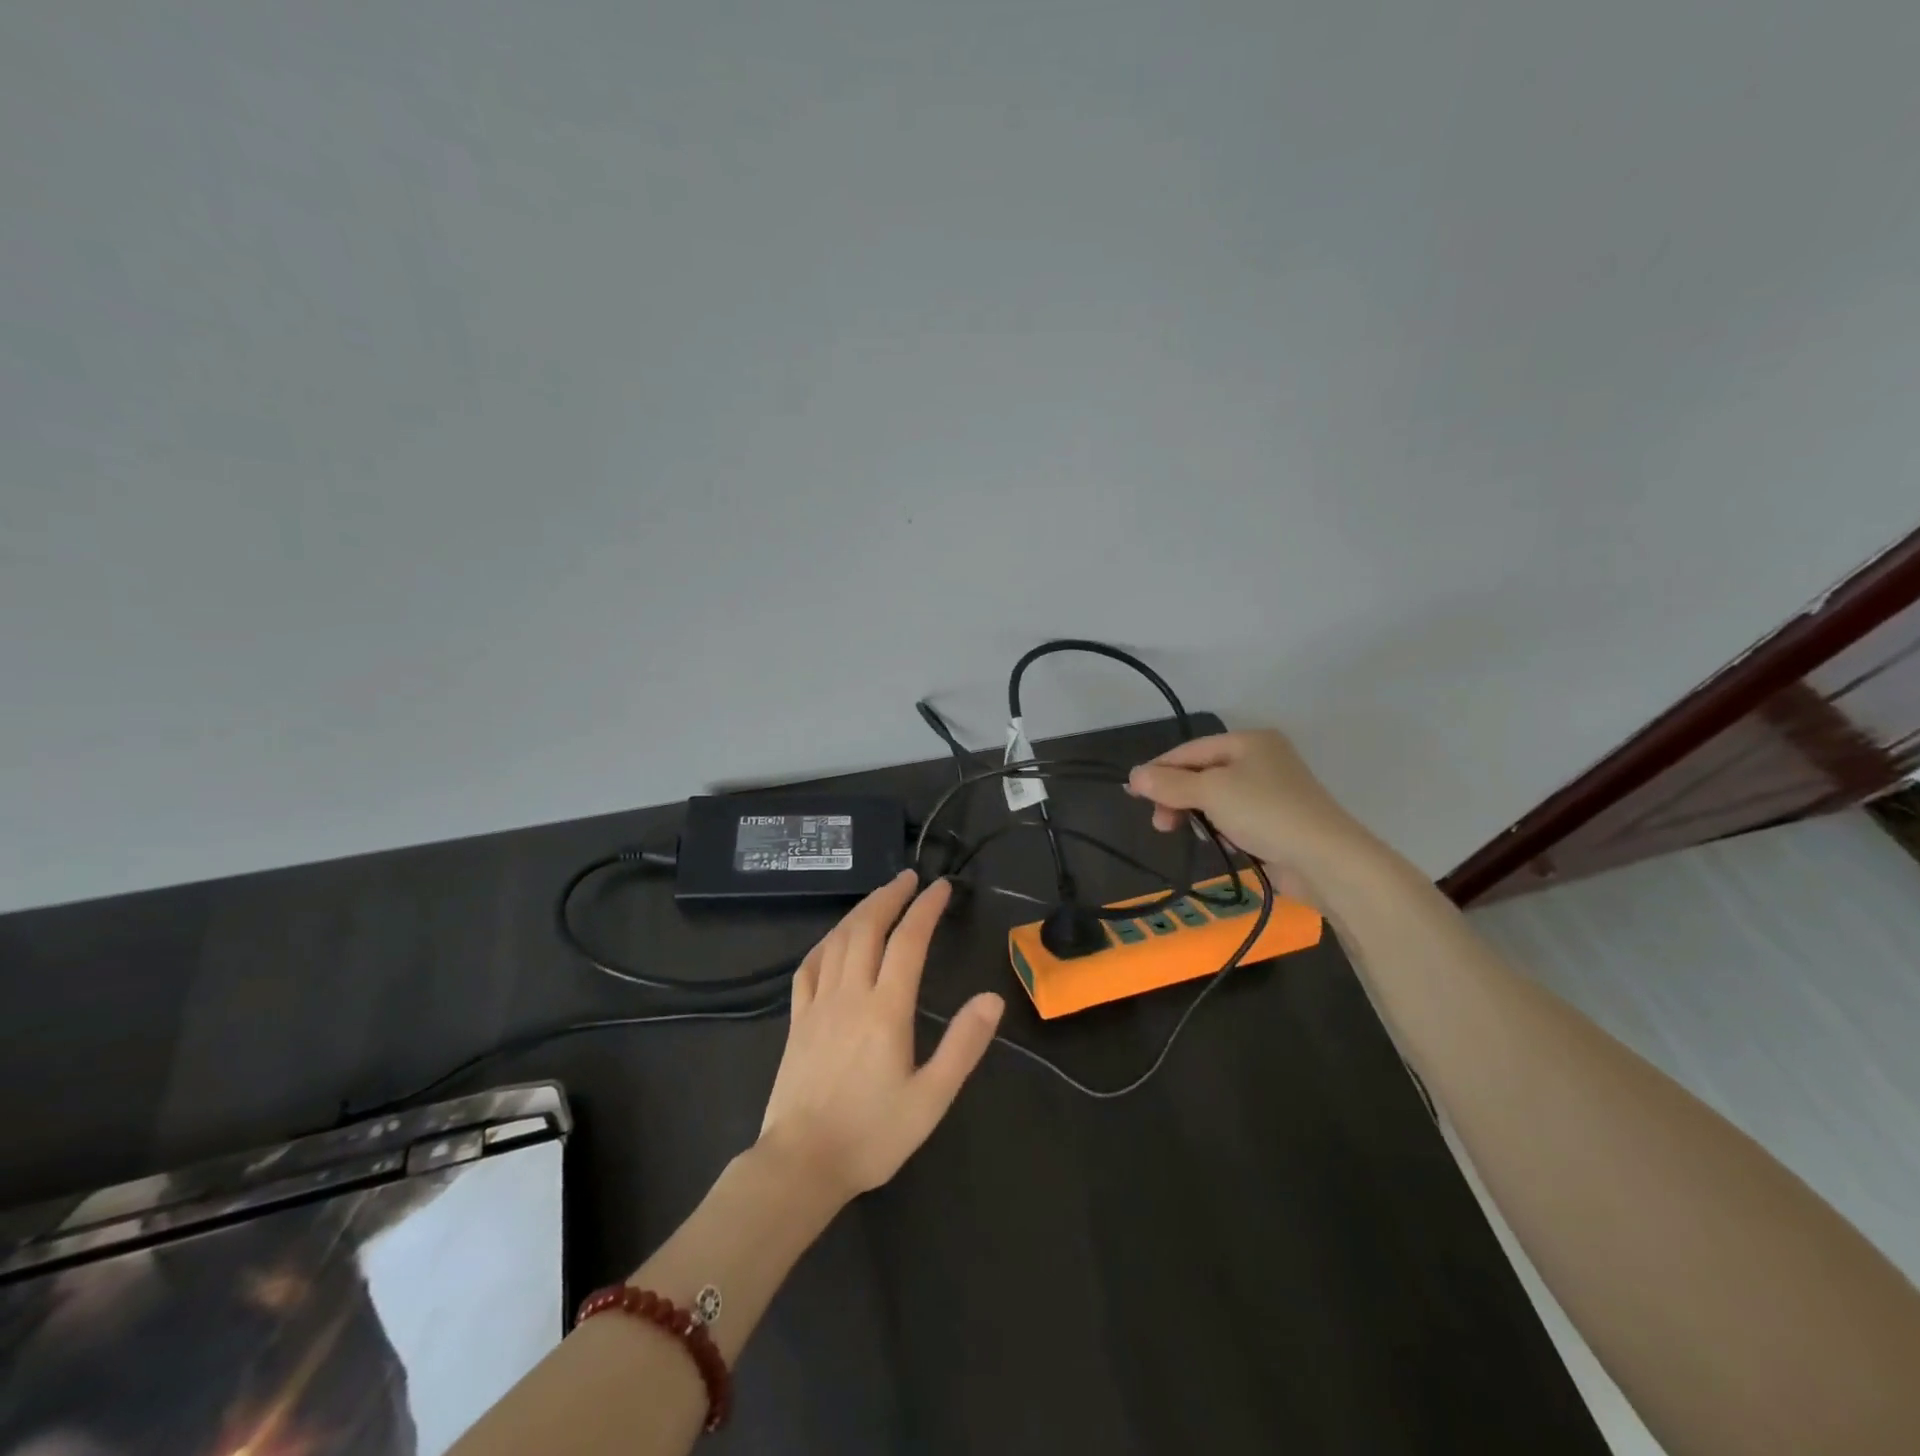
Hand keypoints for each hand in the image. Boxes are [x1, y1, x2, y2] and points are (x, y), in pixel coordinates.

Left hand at [758, 871, 1003, 1205]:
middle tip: (909, 877)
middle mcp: (850, 994)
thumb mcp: (931, 1098)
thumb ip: (963, 1045)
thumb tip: (992, 998)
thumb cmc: (872, 1135)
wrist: (801, 1164)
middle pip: (868, 928)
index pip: (909, 941)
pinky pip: (809, 966)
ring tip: (879, 896)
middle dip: (890, 896)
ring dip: (860, 911)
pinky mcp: (796, 1019)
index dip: (926, 908)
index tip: (941, 887)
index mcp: (886, 1009)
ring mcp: (818, 1004)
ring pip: (838, 940)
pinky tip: (834, 939)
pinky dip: (826, 941)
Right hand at [1126, 730, 1374, 902]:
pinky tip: (1224, 844)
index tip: (1132, 794)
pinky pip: (1236, 818)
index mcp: (1249, 741)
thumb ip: (1169, 784)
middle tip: (1161, 824)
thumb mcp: (1210, 793)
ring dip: (1198, 815)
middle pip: (1203, 774)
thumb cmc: (1265, 813)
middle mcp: (1262, 759)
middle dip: (1178, 797)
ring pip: (1217, 798)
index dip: (1159, 770)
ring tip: (1190, 835)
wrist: (1326, 859)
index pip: (1190, 750)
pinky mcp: (1278, 820)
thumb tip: (1133, 775)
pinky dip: (1223, 829)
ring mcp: (1272, 791)